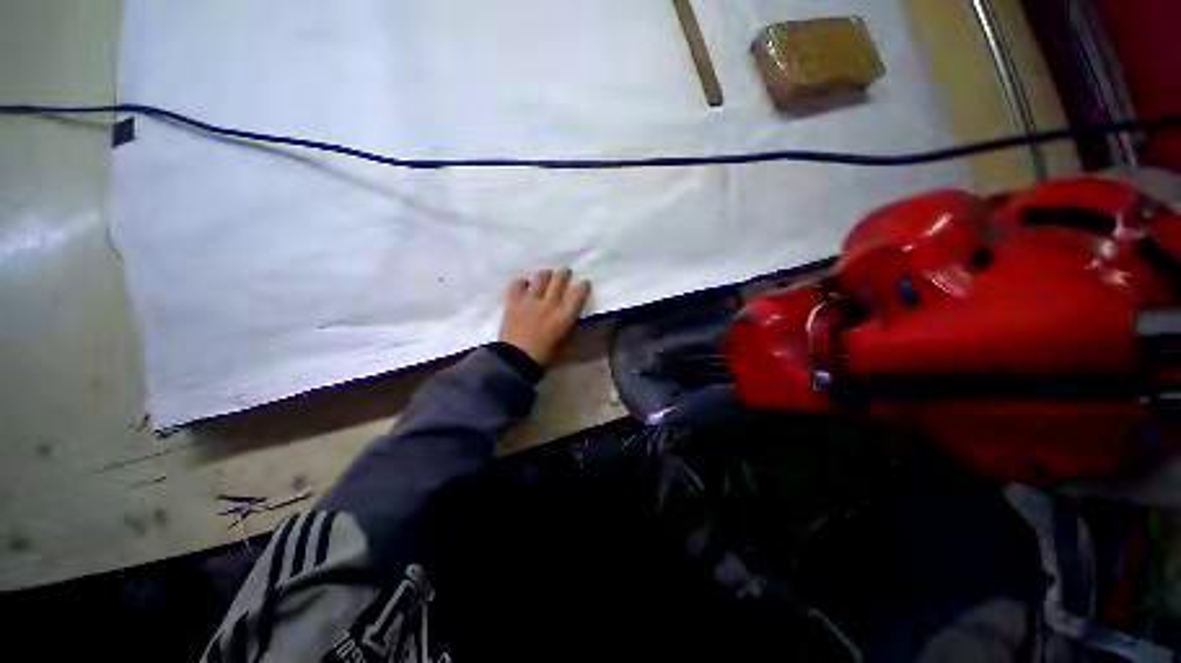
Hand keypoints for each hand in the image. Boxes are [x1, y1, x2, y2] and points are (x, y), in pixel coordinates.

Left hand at [499, 268, 592, 367]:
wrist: (516, 360)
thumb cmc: (545, 356)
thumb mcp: (566, 343)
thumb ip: (570, 325)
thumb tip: (573, 315)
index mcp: (565, 316)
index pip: (579, 292)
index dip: (584, 285)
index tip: (584, 284)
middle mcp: (549, 303)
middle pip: (560, 278)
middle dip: (565, 274)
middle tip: (564, 275)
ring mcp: (530, 300)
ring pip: (541, 276)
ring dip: (546, 275)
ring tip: (546, 278)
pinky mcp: (514, 301)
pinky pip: (518, 283)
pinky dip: (523, 283)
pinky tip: (525, 288)